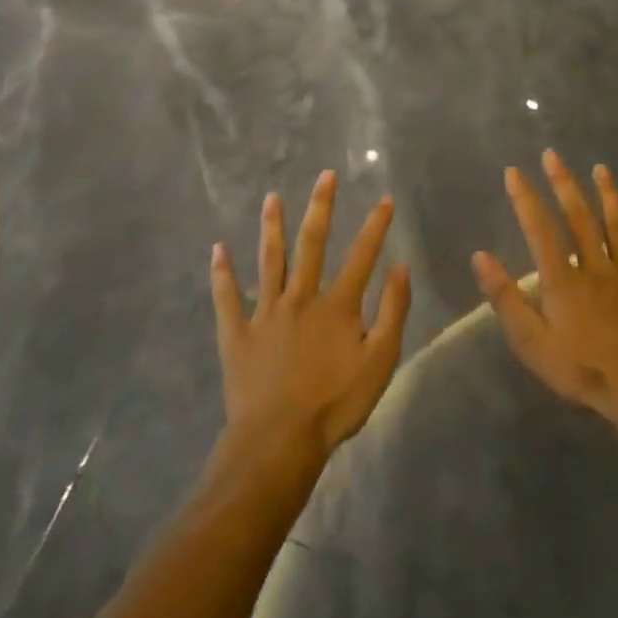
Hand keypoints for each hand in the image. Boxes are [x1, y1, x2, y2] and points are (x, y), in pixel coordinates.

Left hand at [210, 171, 411, 466]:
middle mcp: (300, 297)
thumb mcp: (379, 362)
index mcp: (337, 305)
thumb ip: (392, 312)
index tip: (384, 198)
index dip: (375, 226)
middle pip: (311, 244)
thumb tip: (400, 267)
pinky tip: (217, 249)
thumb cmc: (335, 404)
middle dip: (321, 207)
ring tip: (271, 198)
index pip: (361, 256)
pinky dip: (222, 273)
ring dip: (271, 227)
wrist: (279, 441)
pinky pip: (227, 298)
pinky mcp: (237, 333)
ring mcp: (265, 313)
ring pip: (269, 260)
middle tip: (325, 176)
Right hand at [473, 151, 617, 430]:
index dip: (525, 199)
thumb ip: (505, 298)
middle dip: (564, 184)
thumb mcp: (532, 343)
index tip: (514, 171)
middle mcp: (596, 266)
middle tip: (553, 154)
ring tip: (601, 168)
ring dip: (609, 196)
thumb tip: (480, 256)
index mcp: (563, 279)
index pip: (540, 230)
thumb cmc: (582, 371)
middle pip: (579, 218)